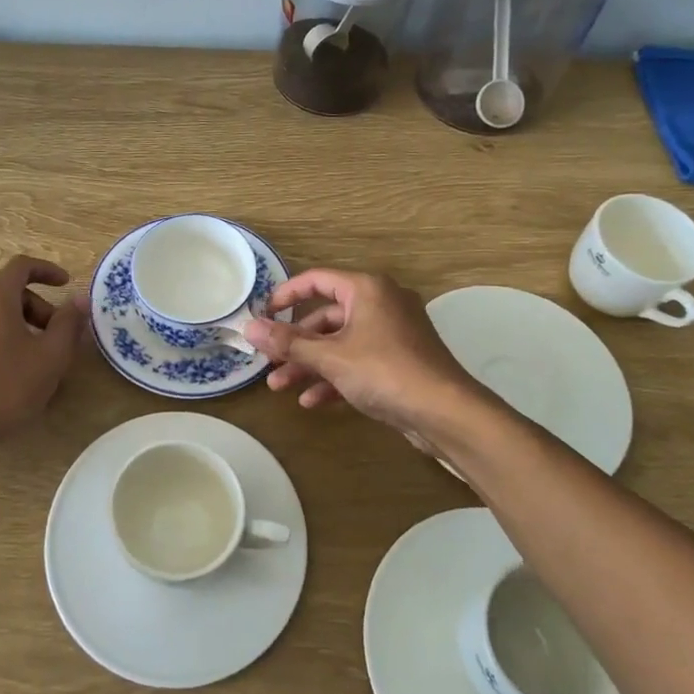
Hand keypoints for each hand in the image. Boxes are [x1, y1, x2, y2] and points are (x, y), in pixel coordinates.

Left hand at [0, 255, 85, 458]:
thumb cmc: (7, 387)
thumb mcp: (50, 356)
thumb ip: (69, 323)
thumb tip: (80, 299)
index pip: (21, 266)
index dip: (47, 271)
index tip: (66, 284)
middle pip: (10, 293)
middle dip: (39, 309)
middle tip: (58, 339)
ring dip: (23, 327)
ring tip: (40, 360)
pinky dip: (4, 339)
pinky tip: (17, 372)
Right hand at [242, 269, 481, 437]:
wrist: (445, 412)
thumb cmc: (384, 372)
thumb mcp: (330, 357)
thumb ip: (288, 343)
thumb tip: (249, 328)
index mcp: (366, 289)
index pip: (316, 280)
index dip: (285, 295)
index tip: (262, 315)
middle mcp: (380, 303)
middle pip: (326, 316)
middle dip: (295, 343)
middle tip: (268, 361)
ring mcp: (392, 333)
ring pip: (339, 343)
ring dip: (309, 364)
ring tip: (280, 387)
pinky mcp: (399, 360)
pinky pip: (358, 361)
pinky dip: (334, 377)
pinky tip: (312, 401)